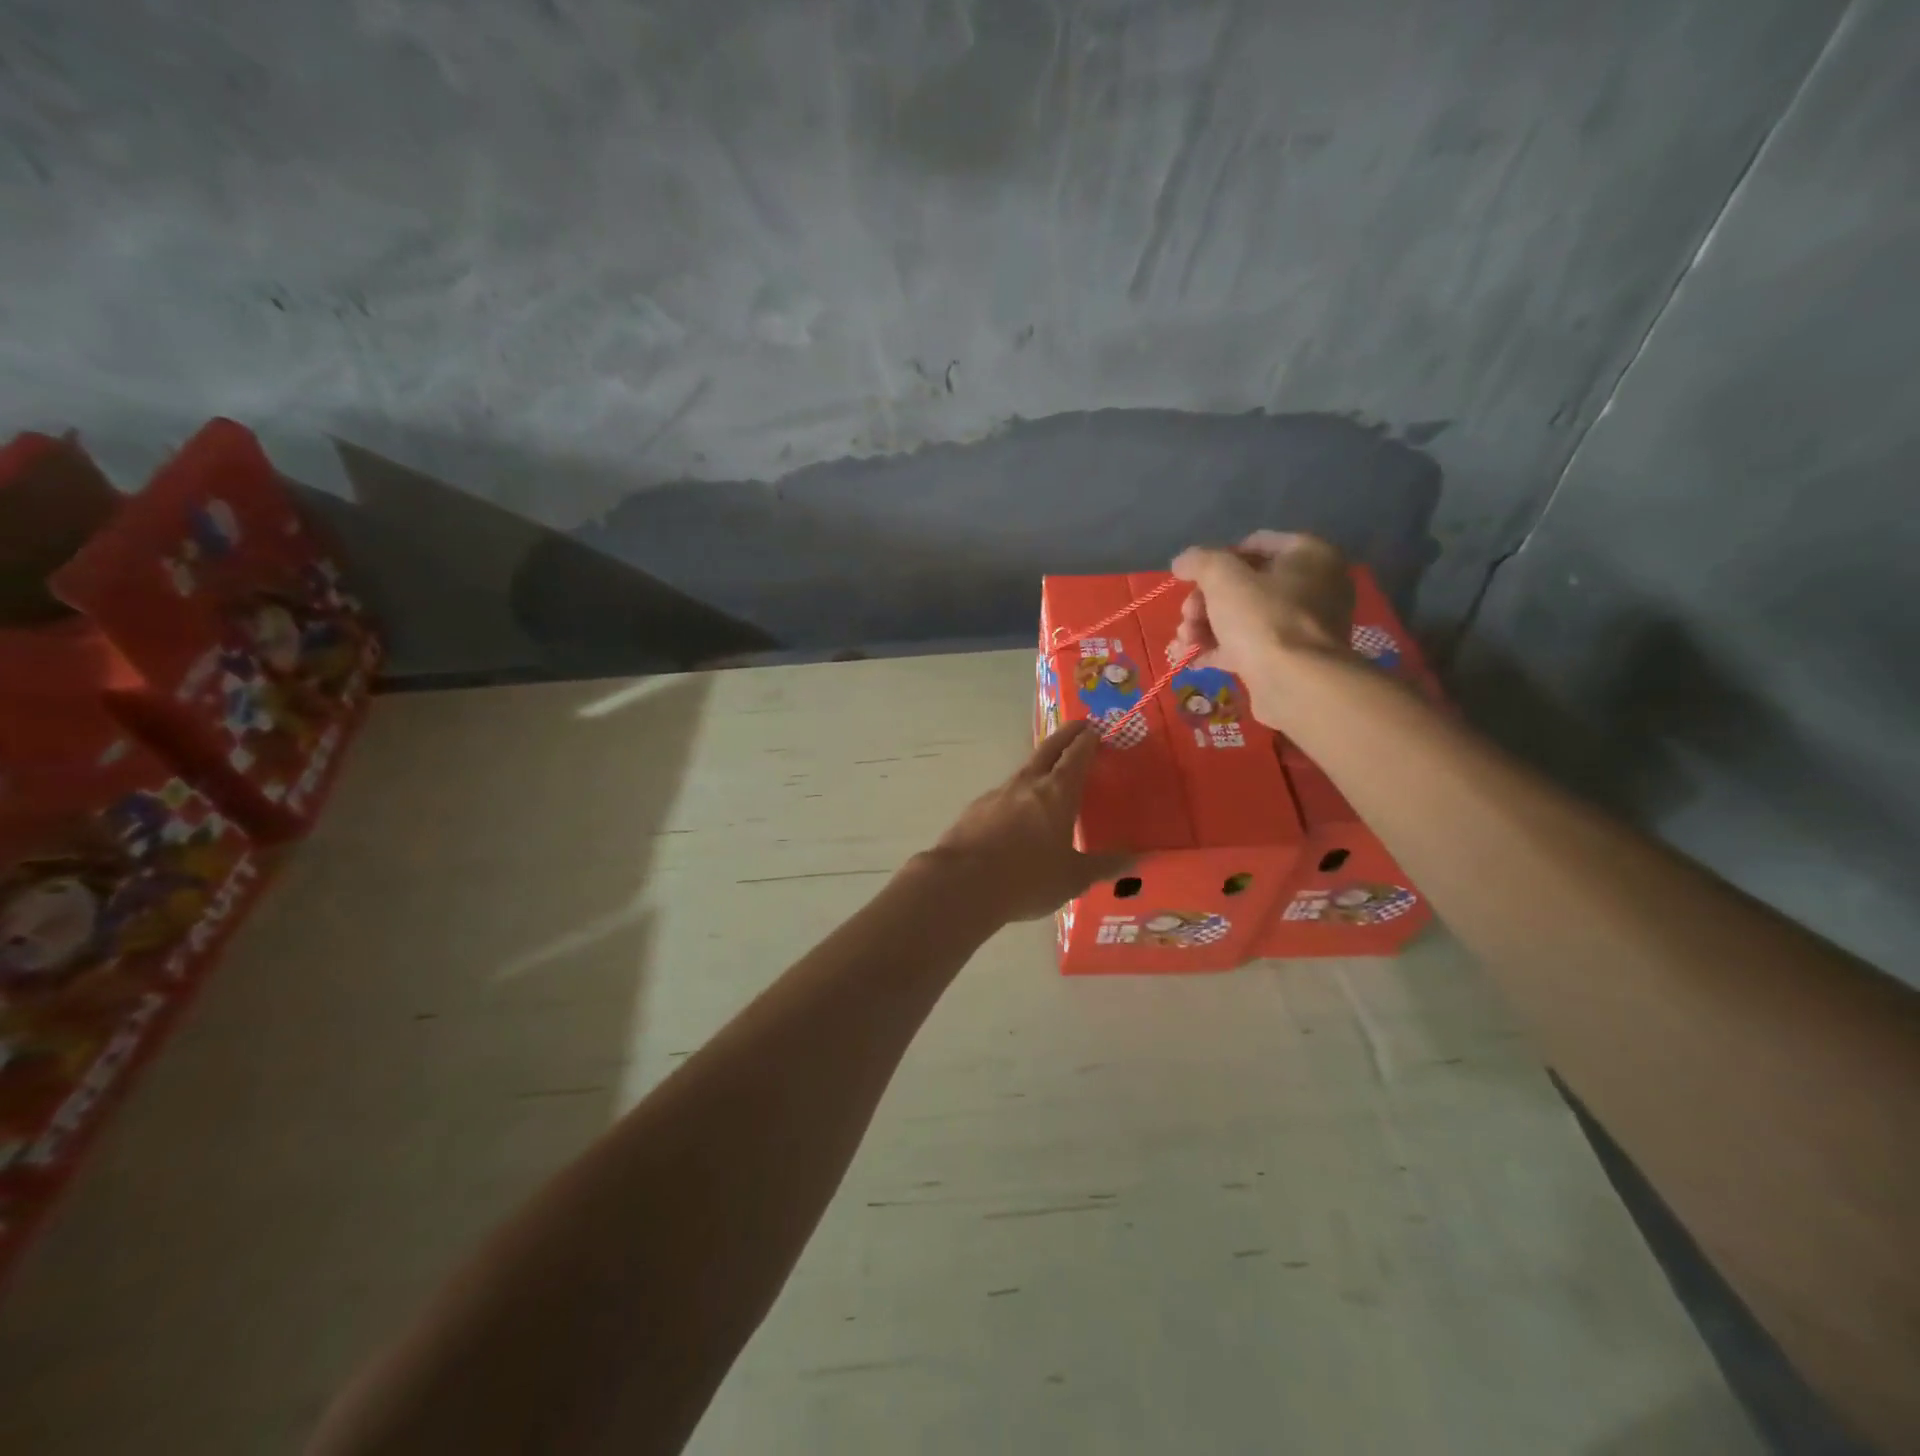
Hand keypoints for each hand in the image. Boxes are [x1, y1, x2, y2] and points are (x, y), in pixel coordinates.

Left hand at [925, 721, 1132, 921]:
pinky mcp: (975, 810)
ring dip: (1040, 765)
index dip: (1087, 740)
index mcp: (1056, 794)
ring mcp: (997, 794)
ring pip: (1024, 771)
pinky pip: (1003, 795)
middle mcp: (1026, 785)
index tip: (1096, 729)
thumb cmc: (1026, 879)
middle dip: (1066, 735)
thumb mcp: (1073, 878)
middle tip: (1079, 727)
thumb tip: (1139, 859)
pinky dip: (1017, 795)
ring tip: (1050, 774)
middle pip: (1048, 749)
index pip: (1076, 756)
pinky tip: (1017, 813)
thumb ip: (1105, 866)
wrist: (960, 884)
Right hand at [1171, 531, 1354, 726]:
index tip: (1191, 580)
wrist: (1295, 685)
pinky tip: (1188, 658)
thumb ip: (1200, 561)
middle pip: (1244, 585)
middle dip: (1204, 602)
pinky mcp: (1288, 659)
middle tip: (1187, 618)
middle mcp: (1313, 586)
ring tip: (1183, 643)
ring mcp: (1301, 626)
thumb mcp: (1223, 578)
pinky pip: (1247, 646)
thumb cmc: (1263, 619)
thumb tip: (1183, 562)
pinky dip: (1218, 649)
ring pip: (1241, 617)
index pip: (1254, 544)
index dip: (1217, 560)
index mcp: (1309, 555)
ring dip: (1204, 627)